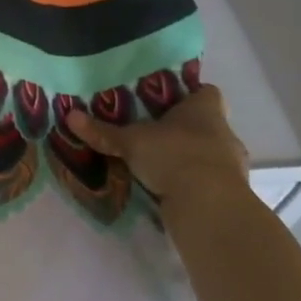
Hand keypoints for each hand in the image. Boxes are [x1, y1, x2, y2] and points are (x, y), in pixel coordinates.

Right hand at [63, 84, 249, 221]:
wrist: (210, 208)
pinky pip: (207, 181)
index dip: (190, 93)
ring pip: (208, 154)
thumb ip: (103, 131)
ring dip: (188, 158)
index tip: (167, 99)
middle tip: (154, 130)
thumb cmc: (174, 156)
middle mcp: (223, 133)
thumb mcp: (131, 142)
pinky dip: (191, 184)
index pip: (206, 91)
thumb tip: (69, 115)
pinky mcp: (228, 195)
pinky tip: (168, 188)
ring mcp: (230, 166)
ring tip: (158, 161)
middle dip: (184, 128)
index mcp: (205, 110)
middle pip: (207, 123)